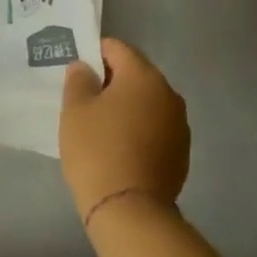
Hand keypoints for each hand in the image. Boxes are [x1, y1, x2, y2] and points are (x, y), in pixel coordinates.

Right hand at [59, 38, 190, 219]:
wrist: (129, 208)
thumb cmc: (96, 150)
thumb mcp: (75, 110)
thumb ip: (78, 81)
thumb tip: (85, 68)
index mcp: (143, 77)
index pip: (117, 48)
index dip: (94, 53)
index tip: (76, 70)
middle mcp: (169, 94)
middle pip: (136, 74)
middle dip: (111, 80)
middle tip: (84, 98)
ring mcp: (179, 124)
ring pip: (147, 102)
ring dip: (126, 106)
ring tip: (100, 124)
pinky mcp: (181, 151)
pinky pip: (155, 126)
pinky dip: (138, 128)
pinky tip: (118, 146)